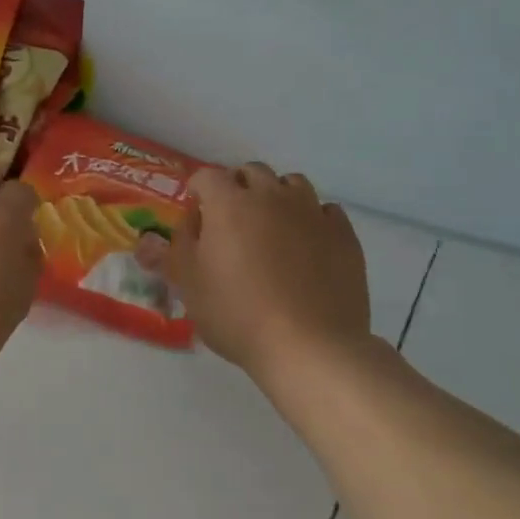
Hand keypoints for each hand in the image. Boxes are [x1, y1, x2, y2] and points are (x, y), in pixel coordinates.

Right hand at [171, 163, 373, 384]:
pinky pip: (325, 211)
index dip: (198, 190)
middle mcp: (272, 196)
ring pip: (292, 184)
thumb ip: (176, 247)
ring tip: (271, 227)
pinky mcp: (343, 234)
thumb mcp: (188, 284)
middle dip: (238, 187)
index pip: (208, 176)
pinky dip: (311, 219)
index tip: (195, 211)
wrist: (309, 346)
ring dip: (277, 196)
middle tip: (231, 219)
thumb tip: (178, 224)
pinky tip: (307, 244)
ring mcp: (312, 212)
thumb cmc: (236, 314)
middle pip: (252, 172)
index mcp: (229, 204)